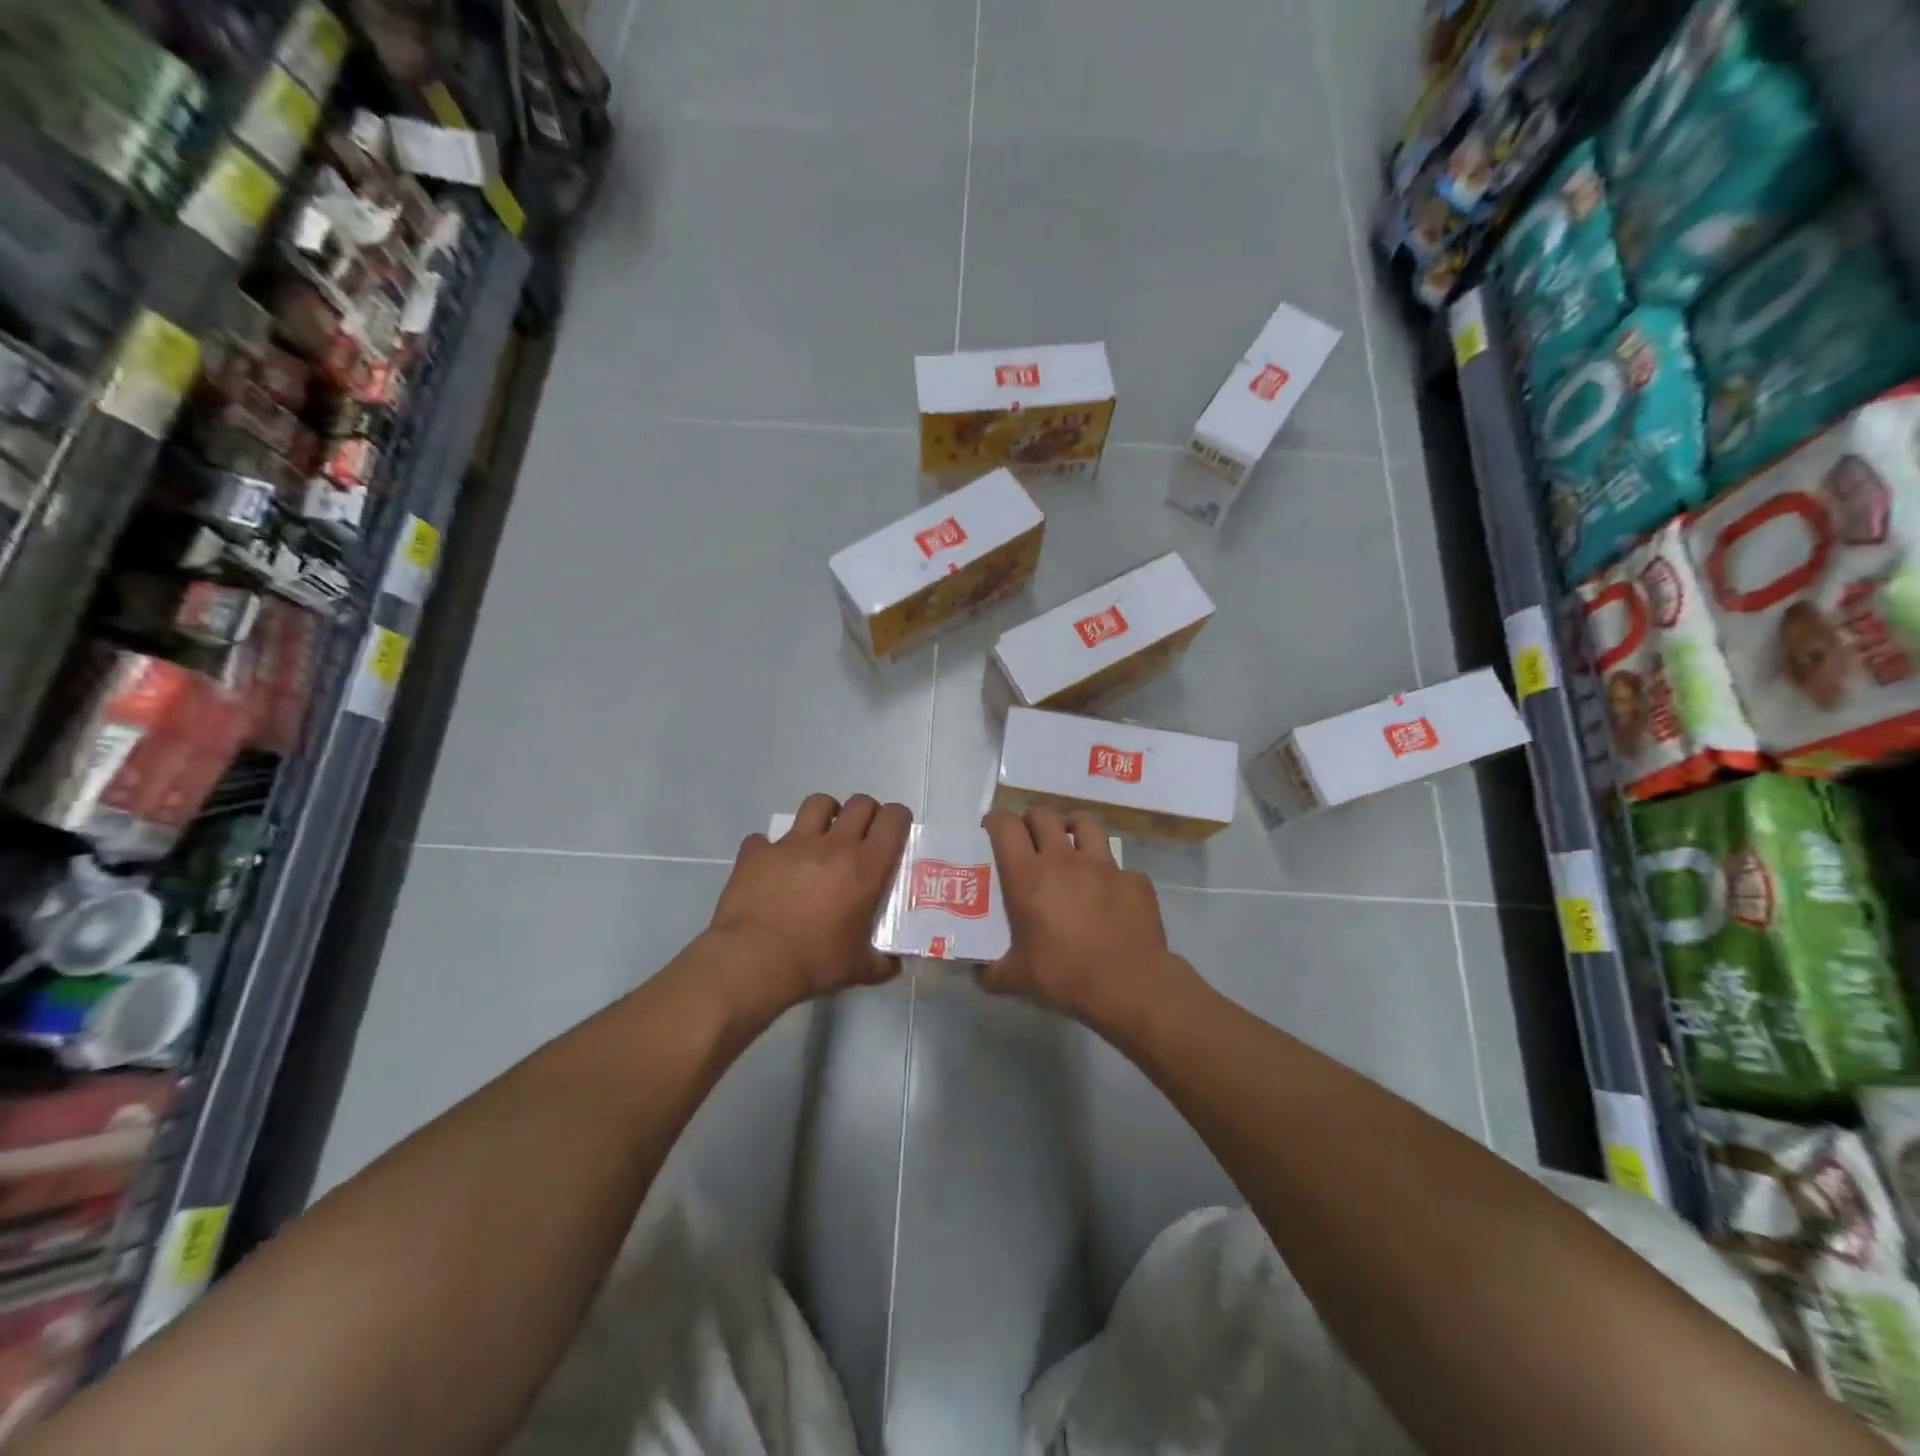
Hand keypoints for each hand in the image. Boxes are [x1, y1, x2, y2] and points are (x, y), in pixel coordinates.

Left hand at [705, 792, 911, 1015]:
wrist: (753, 961)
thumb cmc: (814, 962)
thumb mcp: (858, 968)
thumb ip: (882, 962)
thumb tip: (894, 964)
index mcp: (866, 867)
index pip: (893, 819)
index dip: (898, 818)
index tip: (896, 831)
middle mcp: (833, 845)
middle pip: (859, 804)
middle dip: (866, 813)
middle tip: (861, 835)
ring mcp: (793, 844)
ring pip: (817, 804)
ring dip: (825, 814)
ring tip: (821, 835)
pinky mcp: (758, 852)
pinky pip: (765, 839)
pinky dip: (770, 849)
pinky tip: (771, 867)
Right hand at [983, 807, 1190, 1028]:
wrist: (1128, 984)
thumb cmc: (1064, 975)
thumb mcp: (1017, 978)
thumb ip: (992, 972)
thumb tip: (979, 973)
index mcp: (1028, 876)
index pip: (1006, 826)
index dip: (996, 821)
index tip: (992, 829)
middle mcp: (1063, 859)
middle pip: (1043, 815)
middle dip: (1032, 820)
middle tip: (1030, 838)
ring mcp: (1103, 865)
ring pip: (1086, 823)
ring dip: (1073, 827)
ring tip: (1071, 843)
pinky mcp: (1134, 878)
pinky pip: (1120, 865)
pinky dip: (1111, 873)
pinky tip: (1110, 892)